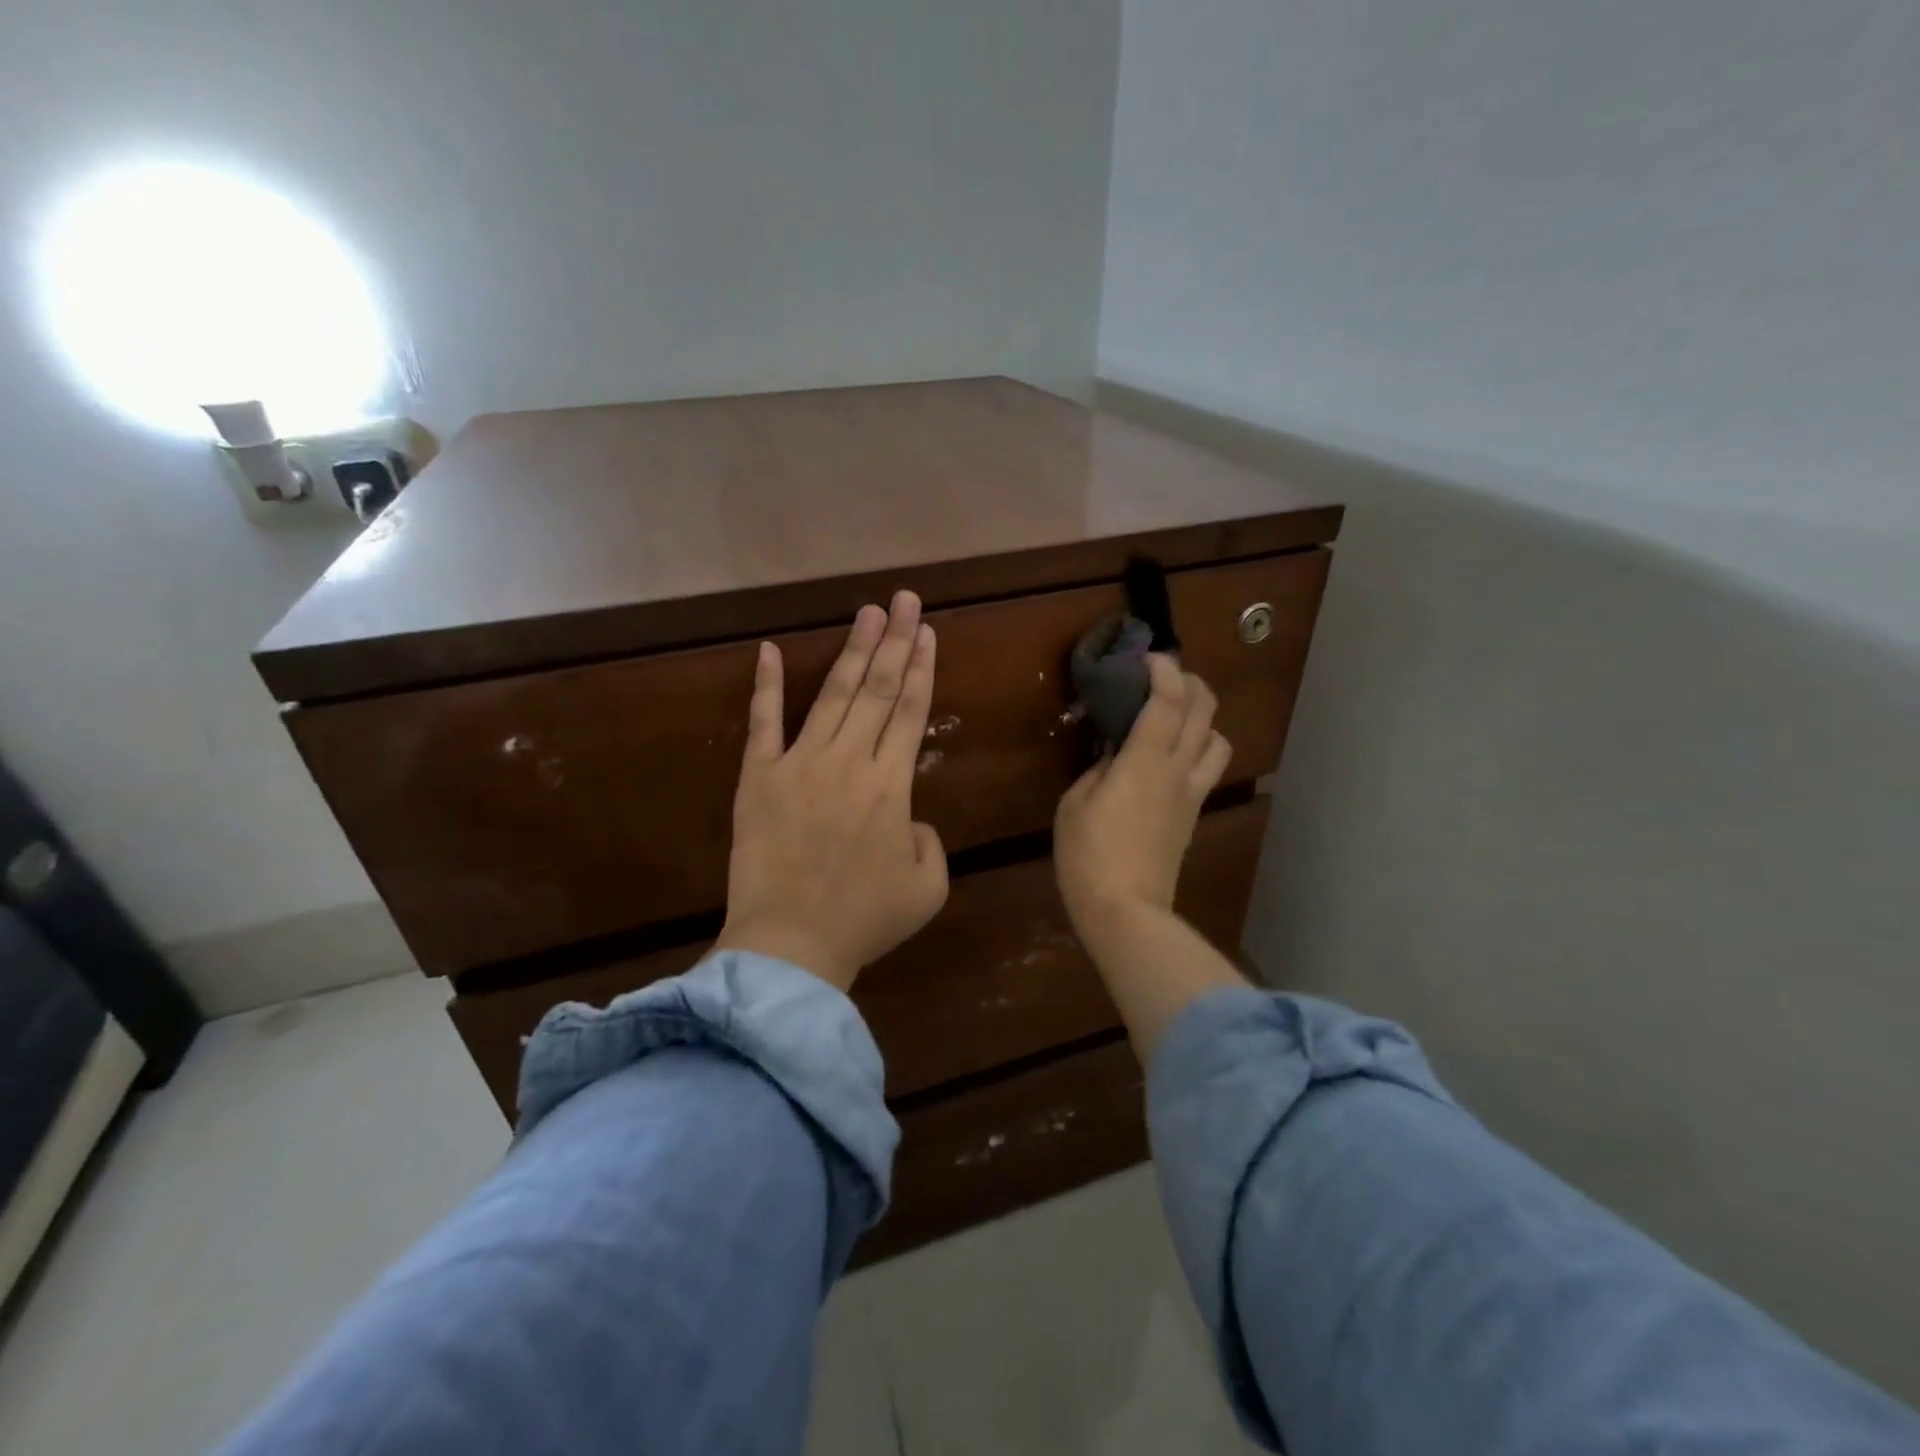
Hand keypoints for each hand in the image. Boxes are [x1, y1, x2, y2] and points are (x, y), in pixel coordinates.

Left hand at [714, 592, 948, 991]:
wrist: (791, 943)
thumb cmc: (865, 919)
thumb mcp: (927, 887)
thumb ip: (929, 841)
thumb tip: (908, 817)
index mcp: (892, 784)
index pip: (910, 711)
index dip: (922, 668)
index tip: (928, 631)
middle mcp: (849, 761)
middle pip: (877, 689)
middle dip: (895, 641)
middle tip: (905, 599)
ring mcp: (799, 763)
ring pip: (831, 695)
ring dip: (851, 651)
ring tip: (867, 613)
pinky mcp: (758, 777)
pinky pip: (763, 723)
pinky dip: (765, 686)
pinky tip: (767, 649)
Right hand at [1054, 655, 1231, 939]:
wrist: (1125, 911)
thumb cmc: (1088, 855)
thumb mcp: (1075, 803)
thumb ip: (1098, 769)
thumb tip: (1115, 754)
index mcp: (1146, 761)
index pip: (1168, 700)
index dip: (1163, 670)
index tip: (1146, 658)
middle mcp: (1179, 770)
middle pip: (1205, 711)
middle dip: (1190, 682)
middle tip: (1164, 677)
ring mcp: (1192, 793)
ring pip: (1219, 739)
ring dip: (1203, 717)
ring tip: (1176, 716)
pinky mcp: (1194, 814)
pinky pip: (1209, 768)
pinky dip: (1199, 746)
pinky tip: (1174, 754)